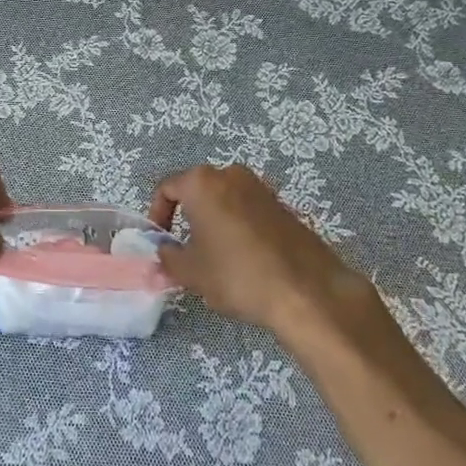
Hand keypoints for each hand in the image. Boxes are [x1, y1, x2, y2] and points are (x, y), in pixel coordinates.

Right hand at [149, 164, 381, 344]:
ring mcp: (261, 188)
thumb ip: (168, 258)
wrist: (307, 291)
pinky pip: (248, 212)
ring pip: (225, 202)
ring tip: (216, 259)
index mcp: (202, 182)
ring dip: (214, 224)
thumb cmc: (237, 274)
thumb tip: (165, 253)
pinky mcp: (284, 206)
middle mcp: (231, 174)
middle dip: (187, 218)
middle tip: (186, 251)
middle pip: (197, 192)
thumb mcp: (191, 272)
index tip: (161, 241)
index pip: (167, 189)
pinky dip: (239, 229)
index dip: (157, 215)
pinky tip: (245, 262)